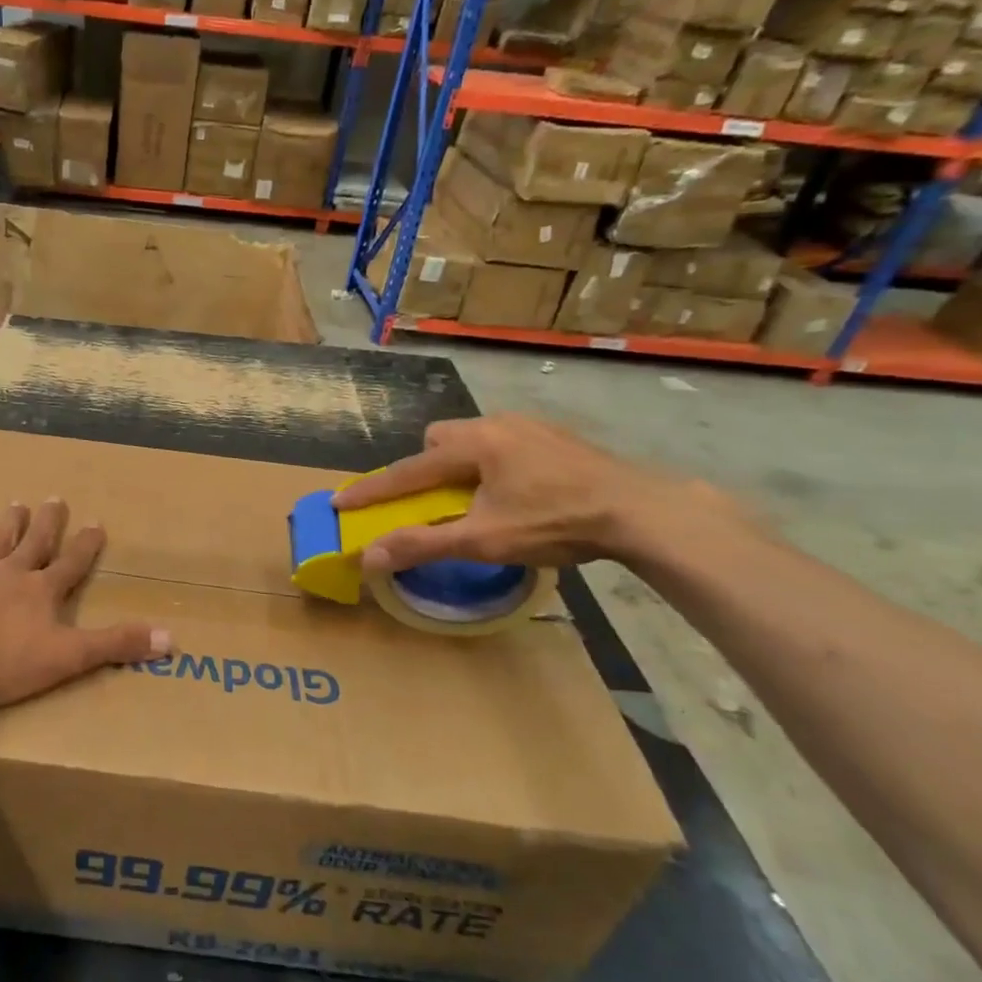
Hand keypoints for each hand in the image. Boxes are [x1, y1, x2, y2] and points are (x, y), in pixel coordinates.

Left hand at [0, 499, 170, 710]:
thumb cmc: (3, 662)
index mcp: (42, 592)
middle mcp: (11, 573)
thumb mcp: (68, 658)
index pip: (72, 564)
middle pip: (34, 543)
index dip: (86, 545)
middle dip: (48, 524)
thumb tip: (171, 637)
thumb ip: (116, 645)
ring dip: (9, 523)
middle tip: (55, 499)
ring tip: (16, 503)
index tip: (96, 523)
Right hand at [332, 415, 734, 571]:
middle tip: (436, 500)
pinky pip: (504, 443)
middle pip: (440, 439)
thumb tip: (370, 557)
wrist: (641, 511)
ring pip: (474, 439)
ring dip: (462, 465)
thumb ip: (423, 545)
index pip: (408, 470)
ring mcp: (529, 426)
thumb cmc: (555, 522)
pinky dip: (493, 465)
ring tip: (478, 499)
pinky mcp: (555, 436)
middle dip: (427, 467)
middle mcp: (496, 424)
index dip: (372, 489)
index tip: (339, 501)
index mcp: (473, 444)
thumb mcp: (484, 539)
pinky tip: (518, 492)